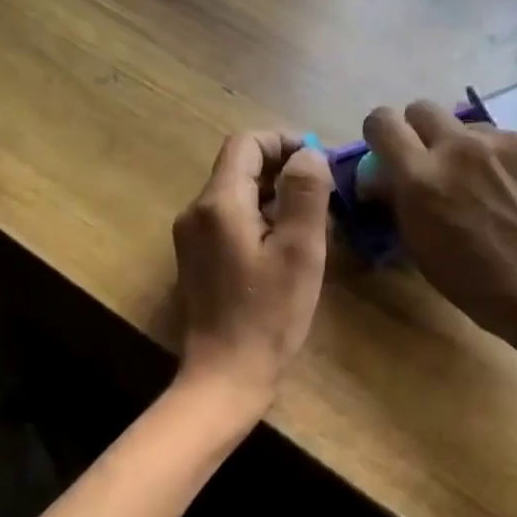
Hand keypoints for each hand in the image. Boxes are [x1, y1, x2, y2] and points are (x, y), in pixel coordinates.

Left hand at [172, 132, 332, 409]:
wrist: (225, 374)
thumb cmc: (268, 314)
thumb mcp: (299, 250)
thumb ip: (305, 193)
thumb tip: (308, 154)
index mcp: (218, 203)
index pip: (247, 143)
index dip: (285, 141)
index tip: (320, 161)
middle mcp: (196, 212)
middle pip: (239, 167)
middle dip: (283, 169)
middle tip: (324, 192)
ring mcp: (191, 237)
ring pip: (235, 194)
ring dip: (273, 195)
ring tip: (312, 219)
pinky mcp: (197, 259)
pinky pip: (229, 220)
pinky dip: (259, 219)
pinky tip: (285, 246)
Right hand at [362, 102, 516, 390]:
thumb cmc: (477, 285)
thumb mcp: (419, 247)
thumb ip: (399, 201)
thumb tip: (385, 178)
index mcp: (421, 176)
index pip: (382, 123)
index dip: (381, 133)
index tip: (388, 149)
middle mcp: (461, 146)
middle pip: (424, 109)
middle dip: (421, 132)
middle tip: (434, 164)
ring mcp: (509, 140)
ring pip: (474, 130)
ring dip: (472, 152)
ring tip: (493, 191)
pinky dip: (514, 164)